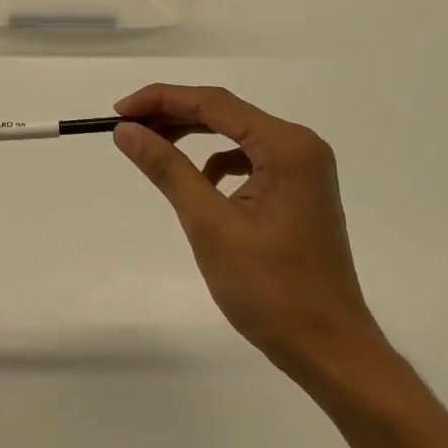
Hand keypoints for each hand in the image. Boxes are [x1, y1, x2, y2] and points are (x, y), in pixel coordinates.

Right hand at [114, 84, 389, 388]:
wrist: (329, 348)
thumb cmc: (270, 288)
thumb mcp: (210, 224)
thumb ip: (168, 169)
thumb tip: (127, 131)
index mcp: (287, 146)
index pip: (214, 103)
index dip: (161, 99)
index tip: (118, 111)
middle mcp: (300, 146)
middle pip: (225, 114)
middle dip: (173, 116)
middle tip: (127, 128)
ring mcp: (304, 169)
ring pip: (235, 136)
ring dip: (193, 138)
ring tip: (152, 148)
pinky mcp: (299, 192)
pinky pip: (249, 161)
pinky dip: (217, 163)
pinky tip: (198, 184)